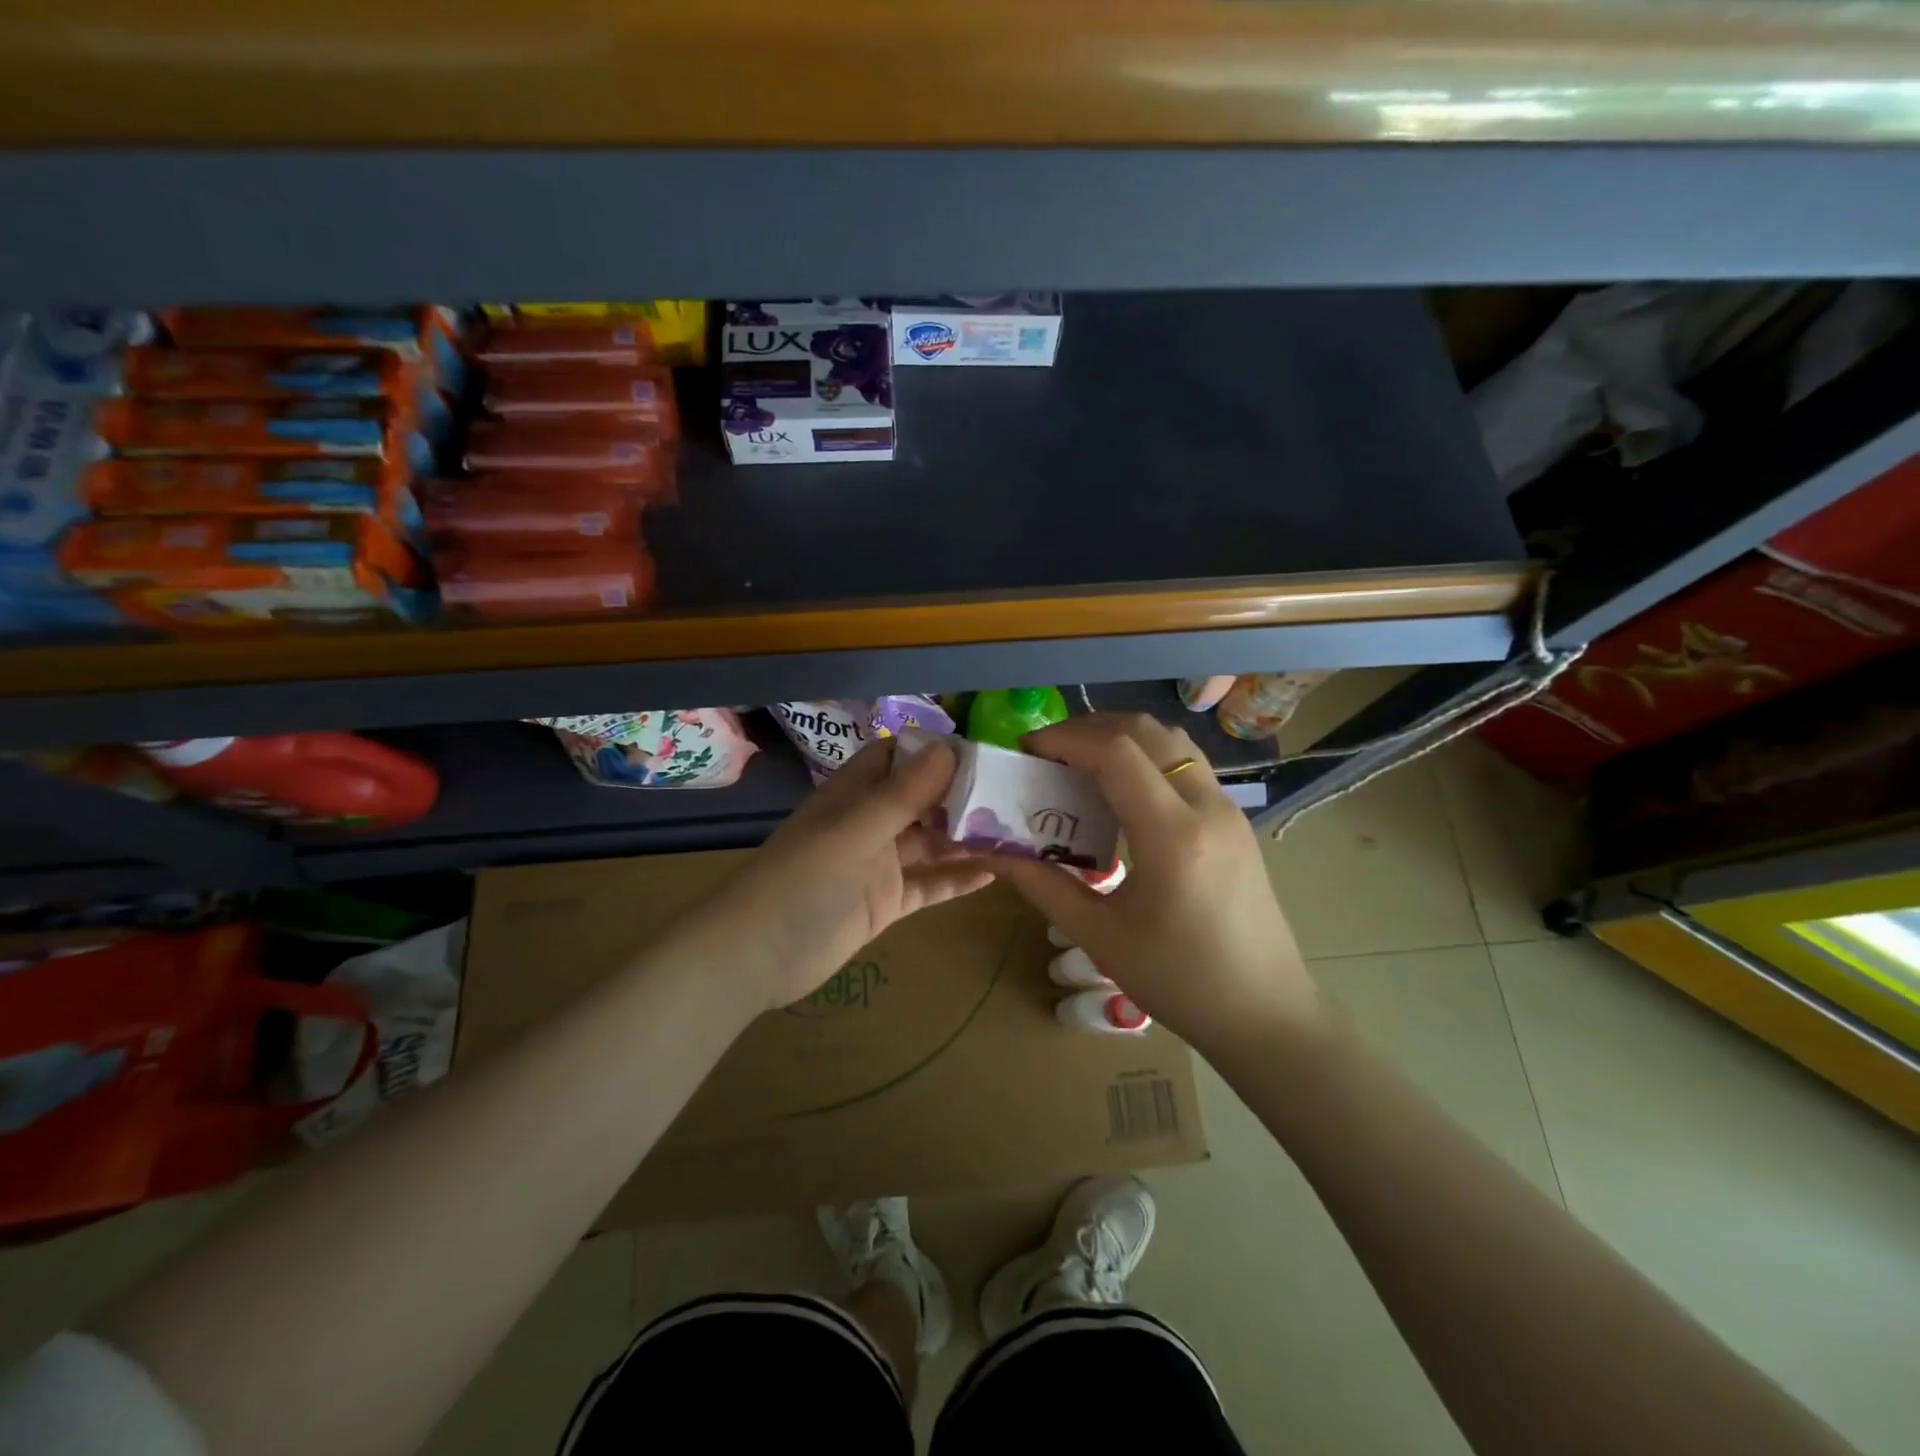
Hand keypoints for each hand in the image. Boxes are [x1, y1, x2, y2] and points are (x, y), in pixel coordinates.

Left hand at [714, 737, 994, 1011]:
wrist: (756, 957)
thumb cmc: (802, 881)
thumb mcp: (854, 832)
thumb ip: (902, 794)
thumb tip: (948, 747)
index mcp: (854, 795)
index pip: (897, 759)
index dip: (934, 752)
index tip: (983, 752)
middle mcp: (868, 824)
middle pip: (921, 800)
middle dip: (961, 796)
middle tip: (1014, 795)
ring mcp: (878, 865)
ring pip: (930, 843)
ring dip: (966, 837)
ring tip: (1015, 832)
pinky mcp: (884, 903)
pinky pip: (927, 885)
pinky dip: (956, 879)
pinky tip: (992, 874)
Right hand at [988, 713, 1324, 1057]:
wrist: (1266, 1013)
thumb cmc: (1181, 982)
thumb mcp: (1101, 937)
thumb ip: (1043, 886)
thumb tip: (993, 851)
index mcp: (1173, 836)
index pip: (1116, 752)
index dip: (1065, 739)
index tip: (1026, 752)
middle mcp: (1207, 806)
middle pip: (1145, 731)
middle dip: (1088, 729)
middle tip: (1047, 755)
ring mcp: (1228, 809)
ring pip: (1171, 740)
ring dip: (1120, 737)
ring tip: (1079, 765)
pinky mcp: (1234, 819)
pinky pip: (1185, 763)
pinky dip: (1145, 756)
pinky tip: (1120, 792)